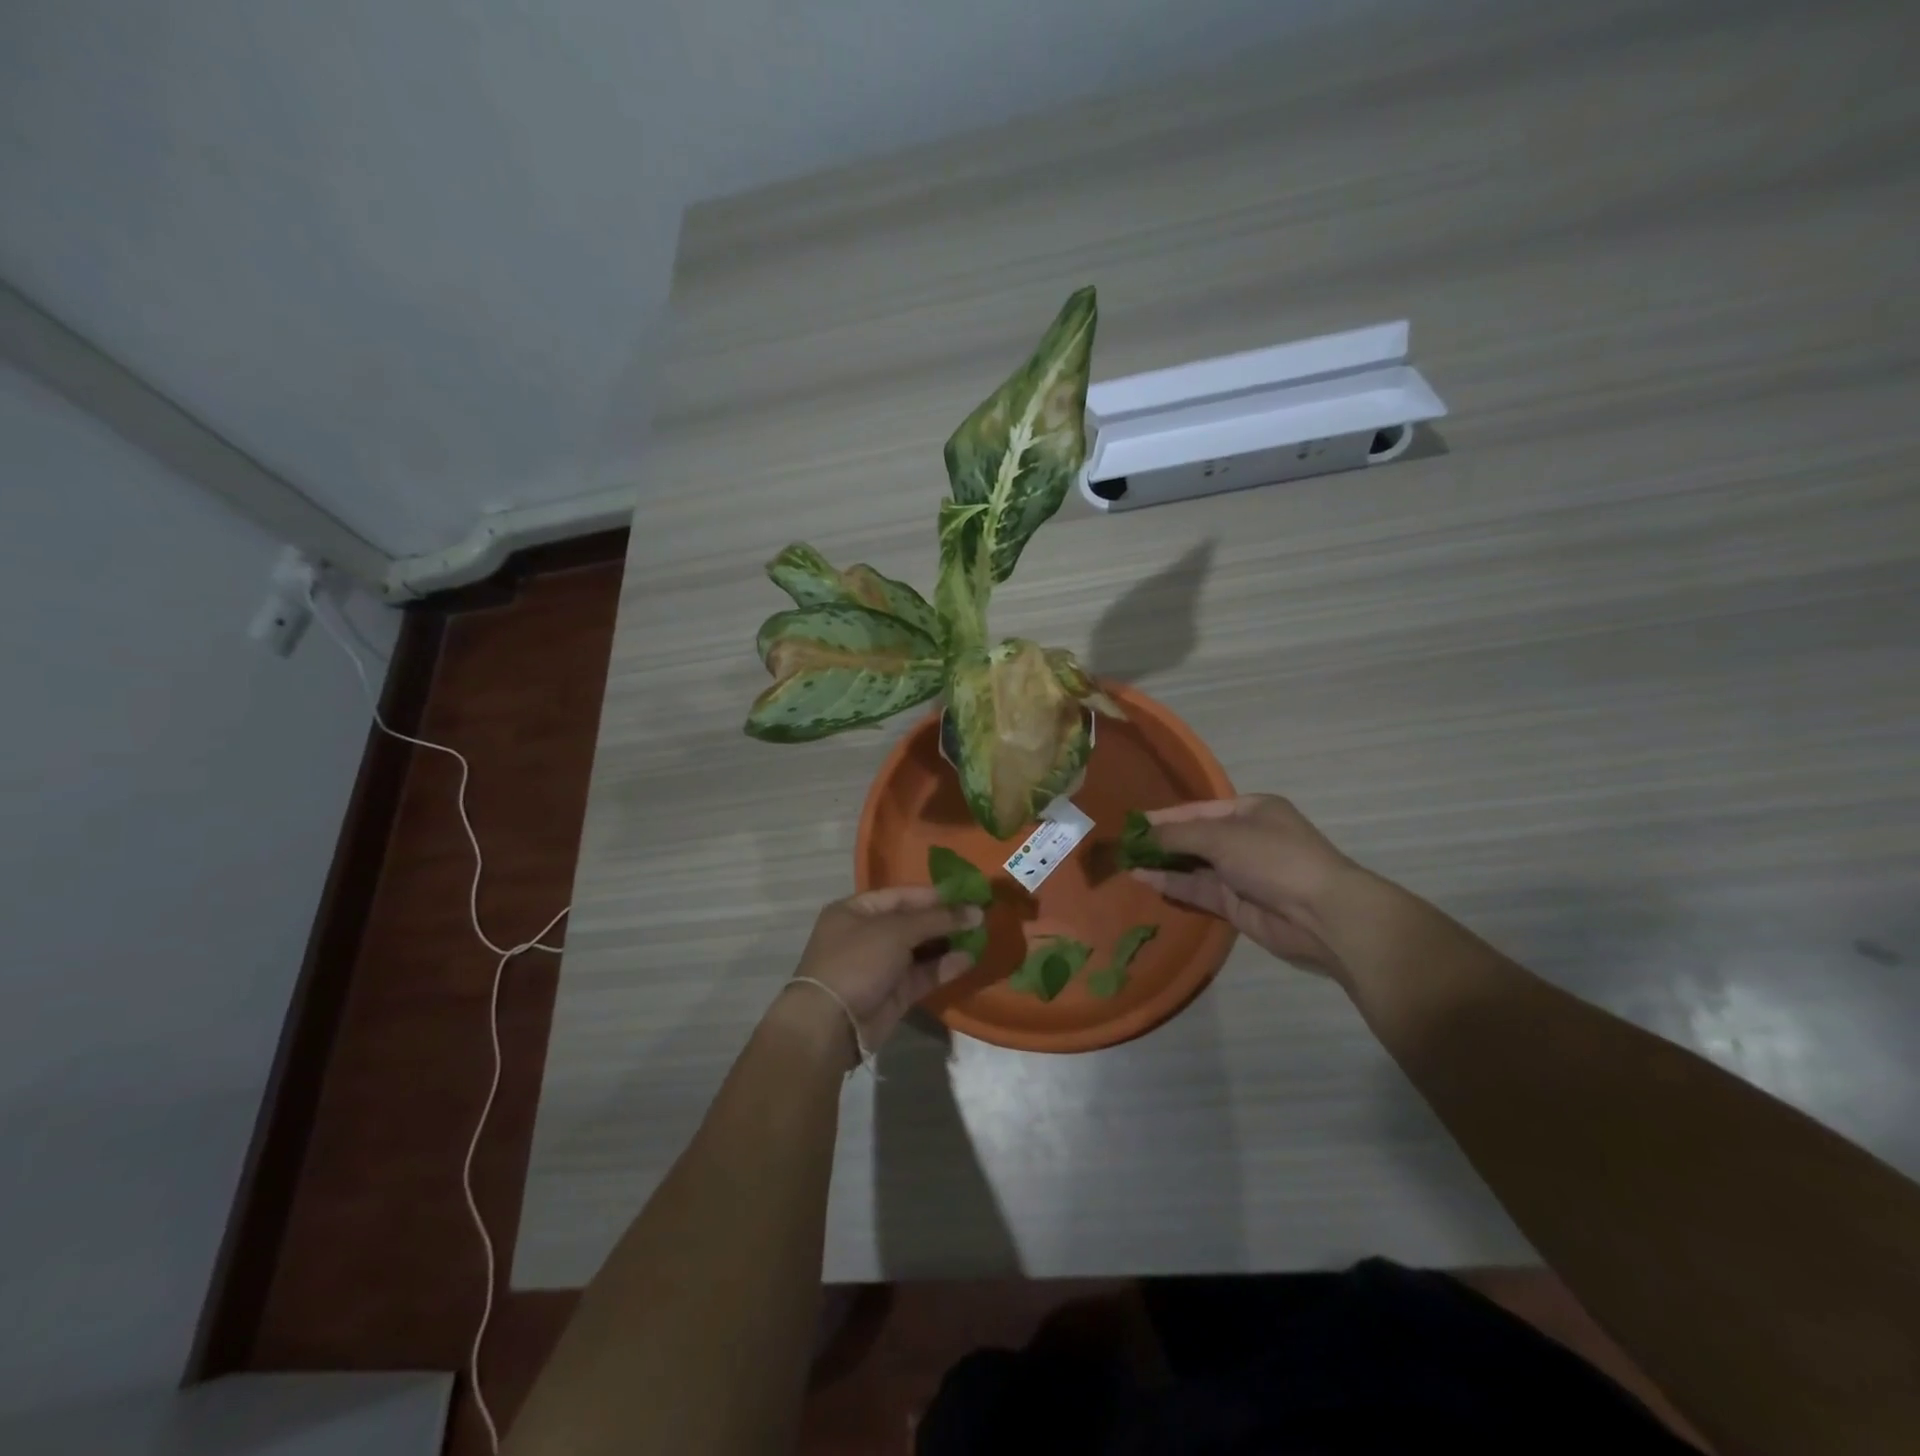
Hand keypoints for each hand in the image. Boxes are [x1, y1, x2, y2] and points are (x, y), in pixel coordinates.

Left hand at [785, 887, 982, 1053]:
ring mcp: (881, 965)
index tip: (967, 893)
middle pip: (913, 921)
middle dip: (944, 918)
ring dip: (948, 942)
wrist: (831, 1024)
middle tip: (980, 914)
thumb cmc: (857, 961)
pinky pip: (923, 974)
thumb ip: (936, 919)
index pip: (901, 895)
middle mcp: (868, 934)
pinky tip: (969, 959)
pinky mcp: (894, 993)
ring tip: (981, 934)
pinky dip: (944, 966)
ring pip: (921, 949)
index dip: (934, 894)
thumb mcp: (895, 931)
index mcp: (856, 910)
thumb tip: (975, 911)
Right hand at [1131, 795, 1352, 975]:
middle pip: (1194, 837)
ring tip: (1126, 863)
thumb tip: (1143, 835)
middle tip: (1123, 846)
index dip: (1165, 816)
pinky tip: (1144, 880)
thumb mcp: (1222, 836)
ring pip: (1192, 865)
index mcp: (1251, 810)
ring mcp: (1240, 873)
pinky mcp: (1235, 903)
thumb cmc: (1273, 858)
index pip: (1198, 810)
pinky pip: (1197, 890)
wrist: (1321, 914)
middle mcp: (1245, 838)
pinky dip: (1172, 885)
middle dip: (1161, 841)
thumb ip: (1178, 835)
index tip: (1132, 823)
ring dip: (1162, 864)